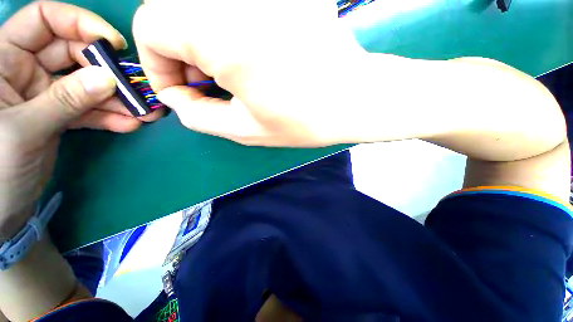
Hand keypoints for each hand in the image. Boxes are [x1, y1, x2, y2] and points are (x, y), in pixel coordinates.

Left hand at [0, 2, 150, 240]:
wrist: (3, 206)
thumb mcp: (24, 129)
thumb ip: (64, 100)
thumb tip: (108, 80)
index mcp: (4, 59)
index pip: (43, 20)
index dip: (78, 23)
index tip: (113, 44)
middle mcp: (25, 69)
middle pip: (72, 53)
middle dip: (105, 69)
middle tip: (135, 89)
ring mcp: (44, 93)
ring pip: (86, 84)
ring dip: (117, 98)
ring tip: (144, 113)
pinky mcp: (59, 115)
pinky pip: (88, 109)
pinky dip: (109, 117)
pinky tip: (129, 125)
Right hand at [133, 0, 365, 146]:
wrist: (352, 99)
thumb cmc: (303, 120)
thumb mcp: (244, 130)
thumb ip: (199, 116)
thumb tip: (179, 99)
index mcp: (219, 32)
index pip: (150, 28)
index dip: (158, 65)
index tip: (182, 92)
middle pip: (171, 11)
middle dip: (177, 52)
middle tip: (204, 84)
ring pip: (200, 6)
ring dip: (199, 39)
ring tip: (225, 72)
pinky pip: (234, 6)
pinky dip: (225, 27)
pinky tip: (248, 52)